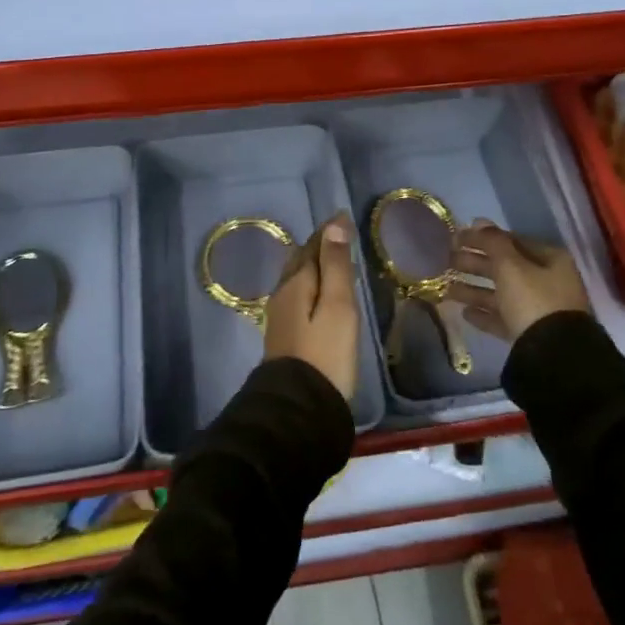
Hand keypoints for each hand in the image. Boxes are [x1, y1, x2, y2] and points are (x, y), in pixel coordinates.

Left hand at [263, 214, 359, 401]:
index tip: (344, 217)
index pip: (312, 246)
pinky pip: (298, 295)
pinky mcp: (285, 336)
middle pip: (300, 260)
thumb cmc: (325, 354)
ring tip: (332, 261)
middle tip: (339, 235)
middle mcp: (283, 294)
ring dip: (314, 264)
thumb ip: (336, 266)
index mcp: (296, 282)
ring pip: (297, 278)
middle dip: (318, 245)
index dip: (328, 231)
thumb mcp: (338, 306)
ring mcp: (281, 316)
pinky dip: (311, 284)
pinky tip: (319, 294)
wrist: (299, 408)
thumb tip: (333, 225)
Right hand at [450, 220, 589, 342]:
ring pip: (501, 293)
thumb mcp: (510, 266)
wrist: (552, 355)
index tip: (456, 238)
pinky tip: (464, 313)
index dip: (483, 238)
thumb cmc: (532, 300)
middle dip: (474, 264)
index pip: (511, 241)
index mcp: (549, 259)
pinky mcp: (529, 333)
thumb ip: (492, 242)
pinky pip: (503, 317)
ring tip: (446, 288)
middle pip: (504, 267)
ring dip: (474, 289)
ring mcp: (539, 309)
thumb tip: (478, 221)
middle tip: (446, 260)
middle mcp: (547, 281)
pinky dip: (484, 313)